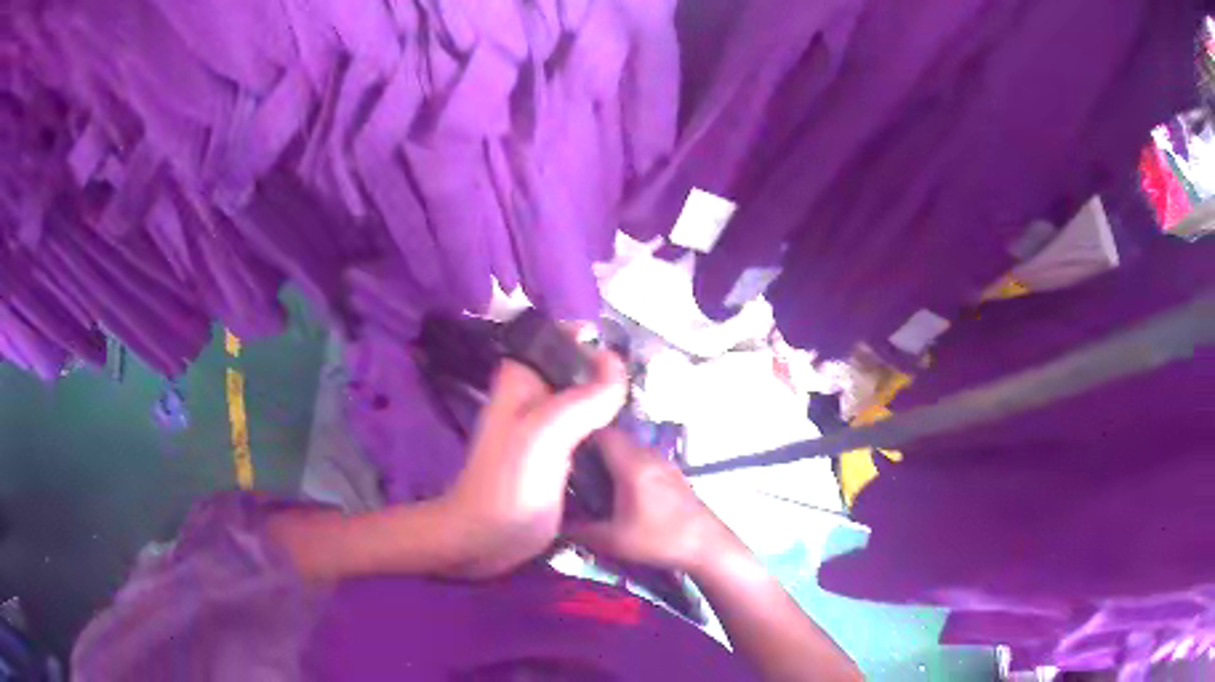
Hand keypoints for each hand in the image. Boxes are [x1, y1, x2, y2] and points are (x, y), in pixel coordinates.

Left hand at [441, 351, 627, 577]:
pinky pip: (589, 431)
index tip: (628, 360)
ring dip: (612, 405)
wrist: (487, 539)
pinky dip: (608, 431)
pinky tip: (632, 439)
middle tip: (645, 391)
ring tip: (644, 413)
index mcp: (523, 377)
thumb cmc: (509, 482)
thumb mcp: (547, 432)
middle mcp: (534, 395)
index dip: (594, 342)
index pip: (563, 339)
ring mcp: (546, 428)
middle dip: (611, 376)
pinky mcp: (558, 456)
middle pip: (579, 370)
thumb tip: (618, 361)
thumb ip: (585, 396)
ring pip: (587, 401)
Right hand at [568, 429, 733, 574]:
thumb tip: (553, 525)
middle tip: (571, 469)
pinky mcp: (674, 475)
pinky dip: (626, 468)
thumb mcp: (611, 541)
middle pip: (615, 439)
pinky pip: (642, 460)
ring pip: (629, 450)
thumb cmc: (659, 541)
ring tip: (592, 482)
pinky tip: (620, 493)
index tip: (559, 452)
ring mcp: (665, 463)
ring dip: (610, 459)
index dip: (578, 437)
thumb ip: (578, 531)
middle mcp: (649, 456)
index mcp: (633, 465)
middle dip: (591, 449)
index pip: (601, 433)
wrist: (708, 547)